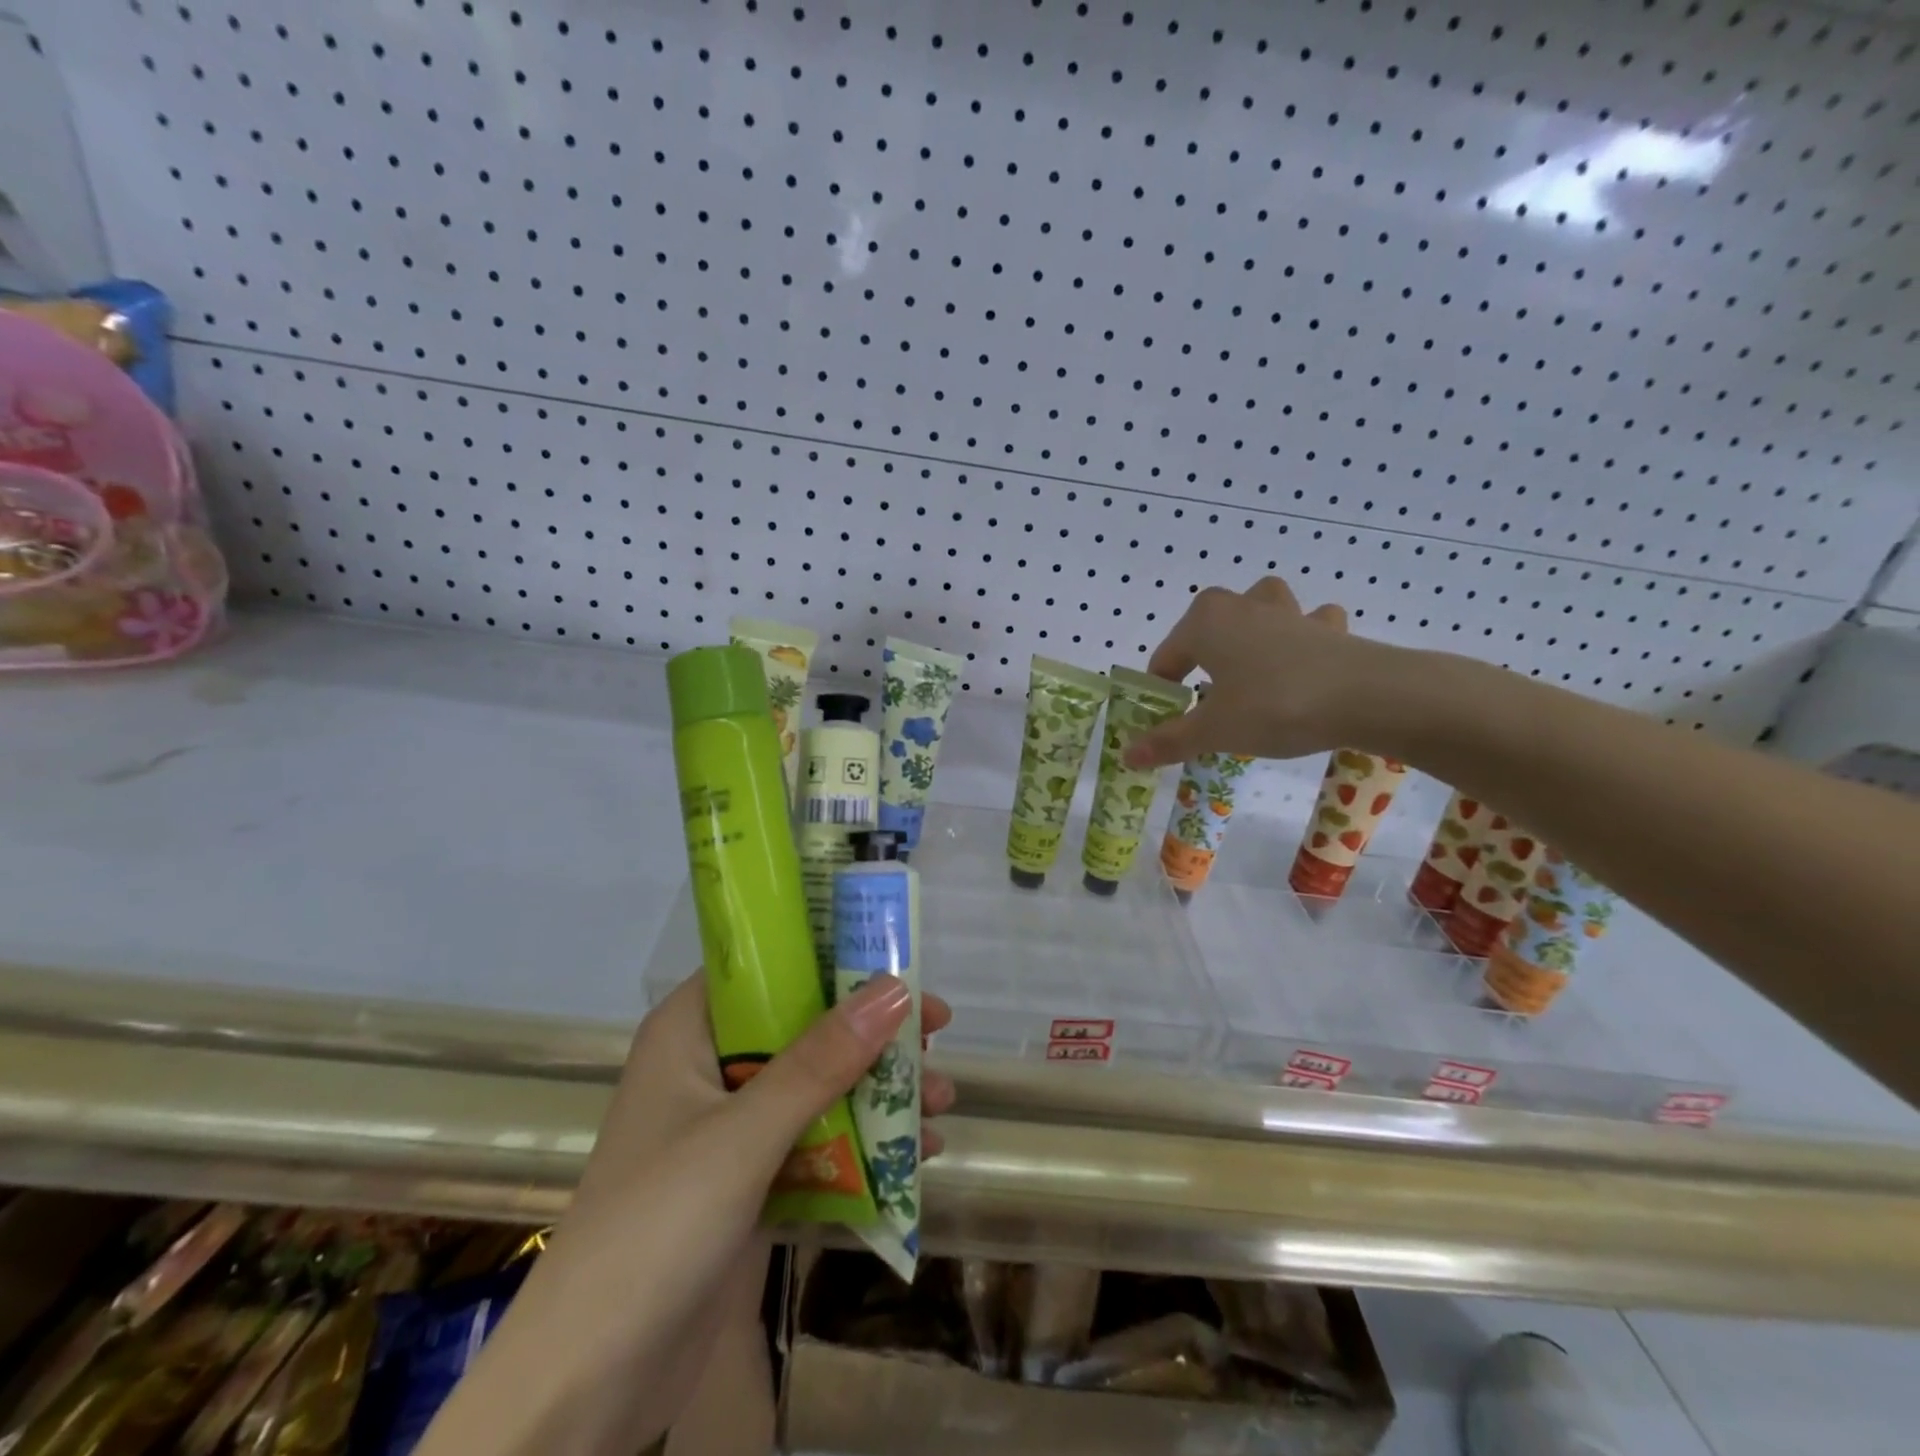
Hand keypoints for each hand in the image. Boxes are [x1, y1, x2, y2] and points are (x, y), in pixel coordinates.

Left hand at [417, 974, 953, 1455]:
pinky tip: (917, 1156)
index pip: (766, 965)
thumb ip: (821, 1062)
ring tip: (943, 1103)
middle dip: (872, 1034)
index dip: (831, 954)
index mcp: (690, 1031)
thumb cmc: (655, 1229)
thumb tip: (897, 987)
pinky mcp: (749, 1182)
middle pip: (804, 1026)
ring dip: (879, 1093)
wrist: (586, 1389)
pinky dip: (864, 1147)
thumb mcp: (744, 1135)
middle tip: (937, 1032)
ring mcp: (730, 1127)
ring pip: (817, 1086)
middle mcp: (711, 1067)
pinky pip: (817, 1144)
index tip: (898, 959)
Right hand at [1123, 576, 1366, 768]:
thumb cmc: (1273, 706)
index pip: (1165, 659)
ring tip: (1251, 666)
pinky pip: (1307, 625)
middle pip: (1206, 626)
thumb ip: (1167, 740)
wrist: (1367, 696)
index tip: (1166, 724)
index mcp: (1205, 623)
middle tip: (1205, 698)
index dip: (1161, 693)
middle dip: (1202, 656)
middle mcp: (1242, 605)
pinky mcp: (1327, 627)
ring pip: (1259, 608)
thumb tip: (1126, 755)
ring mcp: (1288, 611)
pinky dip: (1302, 638)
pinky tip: (1304, 666)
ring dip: (1252, 628)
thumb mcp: (1213, 730)